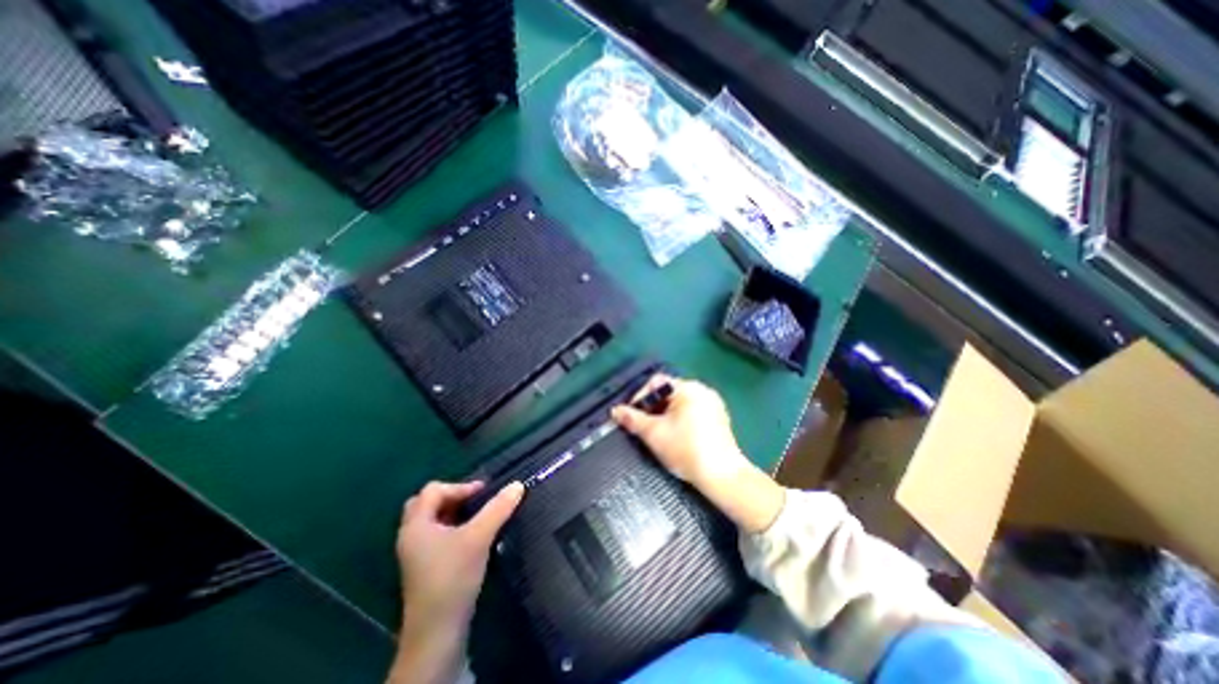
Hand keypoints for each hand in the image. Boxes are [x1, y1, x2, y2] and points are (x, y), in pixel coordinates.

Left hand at [397, 477, 517, 633]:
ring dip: (453, 512)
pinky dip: (451, 528)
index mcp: (416, 525)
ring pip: (432, 520)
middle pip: (427, 503)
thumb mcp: (479, 537)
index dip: (460, 486)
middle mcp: (411, 536)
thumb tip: (517, 484)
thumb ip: (498, 508)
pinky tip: (471, 536)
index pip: (433, 490)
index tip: (484, 493)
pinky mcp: (424, 567)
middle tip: (475, 501)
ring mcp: (415, 553)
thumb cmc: (453, 577)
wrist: (436, 633)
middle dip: (452, 497)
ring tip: (477, 516)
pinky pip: (435, 536)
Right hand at [615, 377, 748, 487]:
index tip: (631, 415)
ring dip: (664, 414)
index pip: (657, 382)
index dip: (640, 396)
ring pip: (680, 403)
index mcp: (689, 388)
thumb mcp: (654, 433)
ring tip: (656, 432)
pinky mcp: (719, 418)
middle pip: (669, 392)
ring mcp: (713, 404)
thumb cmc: (685, 449)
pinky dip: (679, 419)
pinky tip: (675, 436)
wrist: (721, 476)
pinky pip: (692, 411)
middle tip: (641, 425)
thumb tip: (615, 411)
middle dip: (652, 407)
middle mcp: (703, 390)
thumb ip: (632, 419)